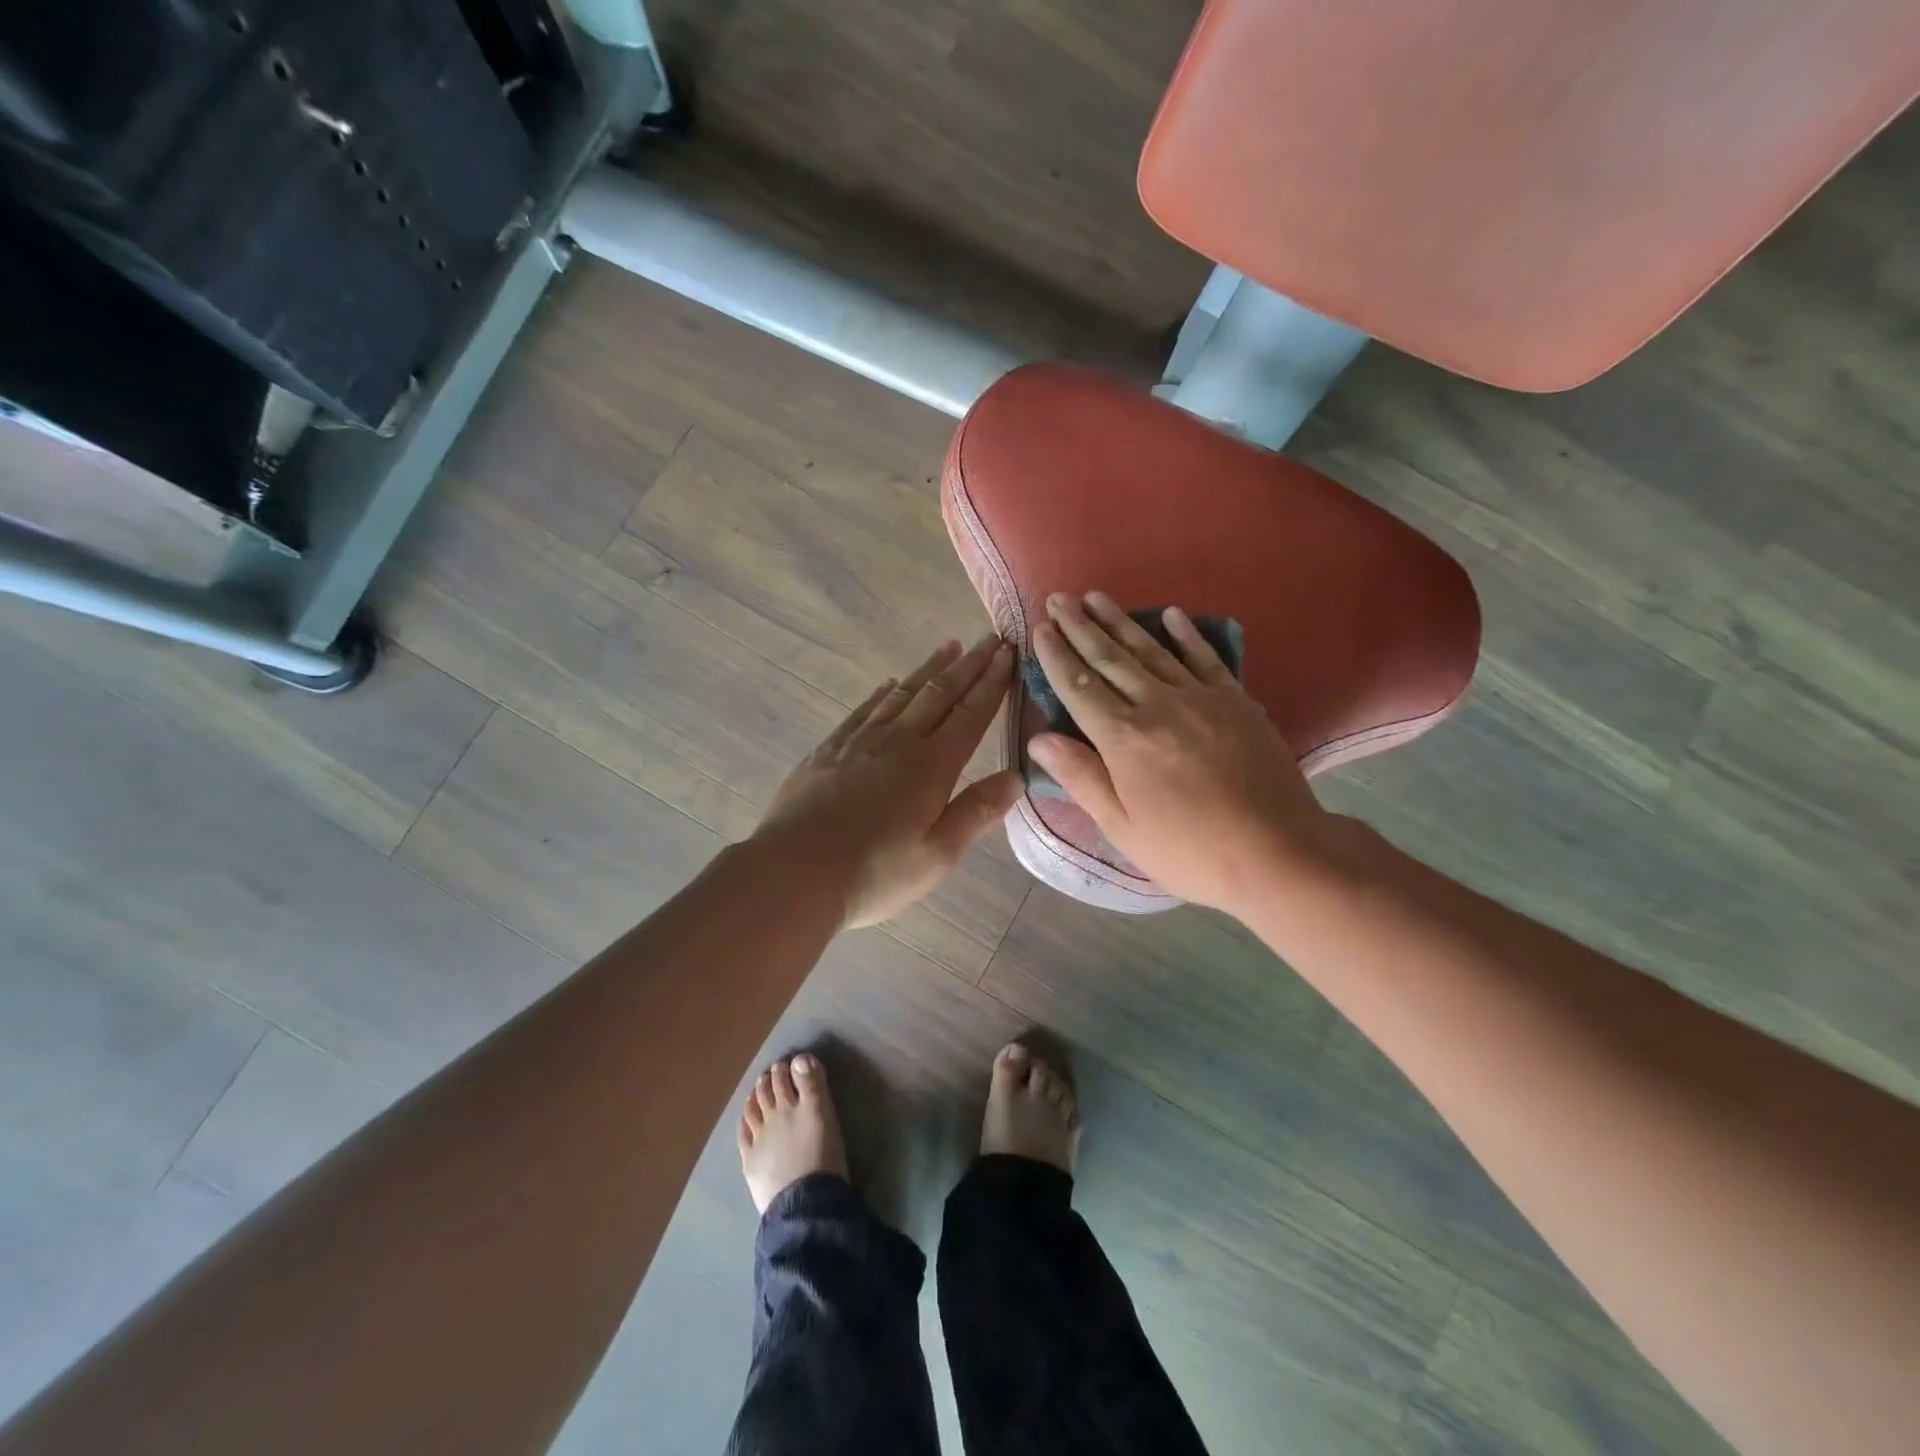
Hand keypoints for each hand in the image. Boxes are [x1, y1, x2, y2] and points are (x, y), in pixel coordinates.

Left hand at [755, 635, 1023, 927]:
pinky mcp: (828, 750)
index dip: (992, 683)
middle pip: (939, 693)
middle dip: (968, 665)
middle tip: (989, 638)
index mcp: (932, 766)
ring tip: (949, 647)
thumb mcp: (938, 854)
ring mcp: (859, 742)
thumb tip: (1018, 777)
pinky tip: (889, 685)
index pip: (971, 714)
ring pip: (902, 694)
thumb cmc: (874, 872)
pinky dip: (882, 693)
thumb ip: (977, 811)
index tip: (1008, 653)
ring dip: (929, 669)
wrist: (794, 872)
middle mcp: (899, 742)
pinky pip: (863, 710)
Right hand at [1027, 592, 1336, 913]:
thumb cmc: (1189, 850)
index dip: (1057, 656)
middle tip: (1059, 598)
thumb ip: (1080, 777)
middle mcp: (1159, 706)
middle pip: (1111, 659)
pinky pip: (1206, 658)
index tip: (1040, 628)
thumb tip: (1038, 739)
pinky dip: (1187, 634)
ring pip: (1152, 650)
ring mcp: (1201, 699)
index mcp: (1125, 740)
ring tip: (1097, 597)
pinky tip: (1171, 614)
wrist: (1278, 851)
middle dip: (1080, 627)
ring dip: (1120, 622)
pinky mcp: (1236, 702)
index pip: (1080, 688)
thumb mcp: (1122, 827)